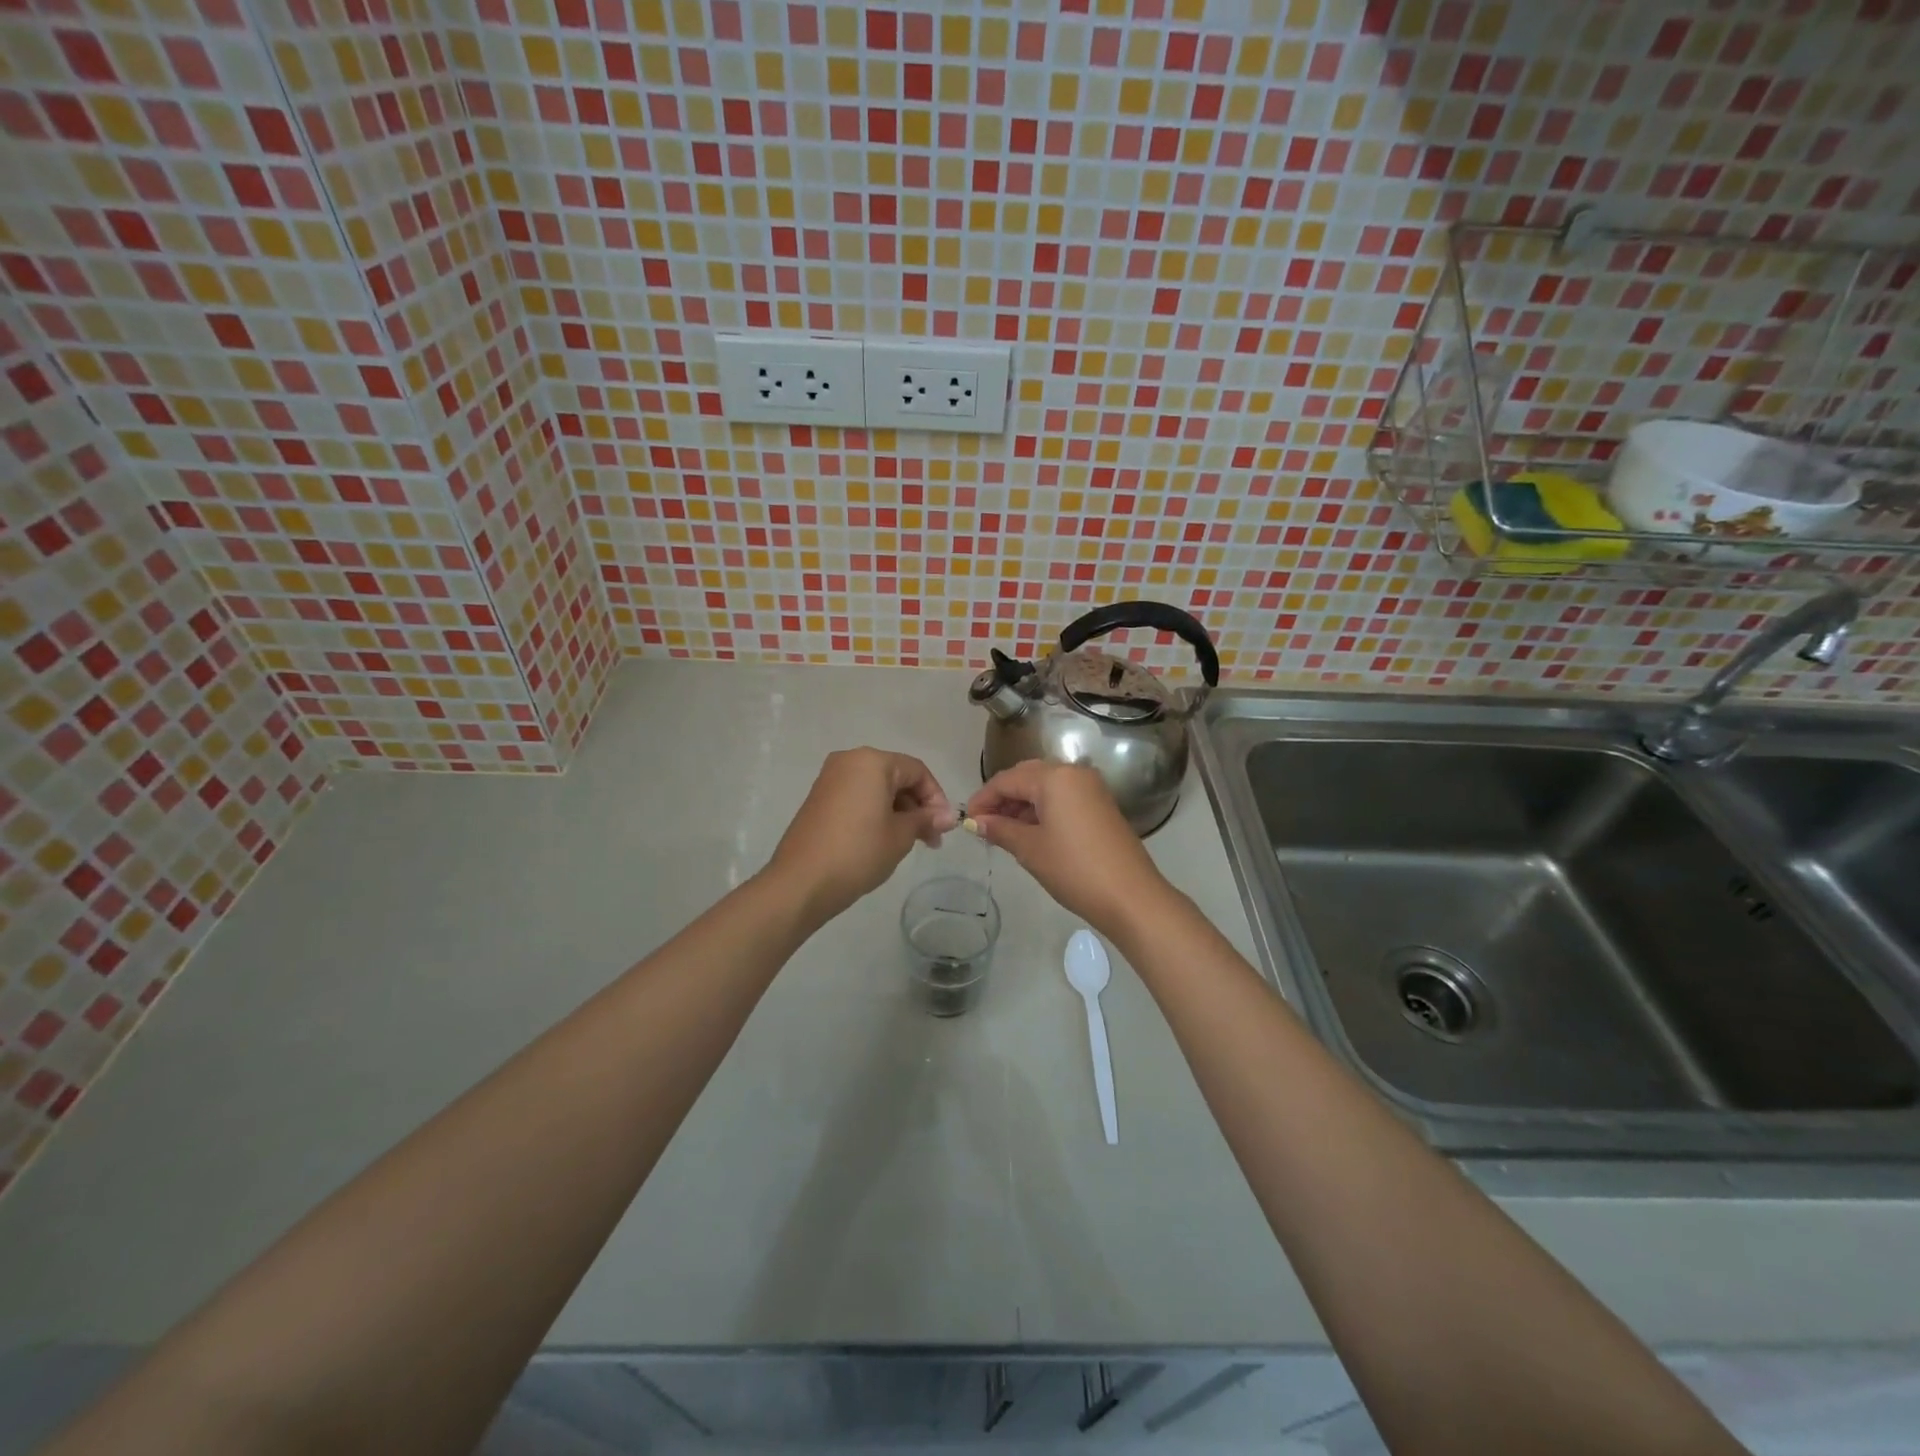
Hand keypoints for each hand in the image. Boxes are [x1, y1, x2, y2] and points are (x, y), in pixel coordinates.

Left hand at [766, 748, 957, 921]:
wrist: (802, 882)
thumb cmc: (859, 852)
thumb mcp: (901, 835)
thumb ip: (926, 819)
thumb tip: (947, 817)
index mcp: (872, 761)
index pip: (917, 771)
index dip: (936, 798)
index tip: (944, 827)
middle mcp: (849, 761)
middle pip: (896, 776)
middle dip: (918, 806)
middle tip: (931, 839)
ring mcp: (830, 779)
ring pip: (877, 788)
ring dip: (898, 811)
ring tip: (911, 843)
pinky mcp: (819, 798)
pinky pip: (857, 797)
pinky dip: (876, 812)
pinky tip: (884, 839)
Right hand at [966, 761, 1174, 935]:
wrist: (1130, 896)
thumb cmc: (1074, 869)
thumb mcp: (1030, 849)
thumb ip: (999, 829)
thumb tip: (975, 822)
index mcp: (1055, 777)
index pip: (1007, 779)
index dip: (983, 798)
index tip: (966, 820)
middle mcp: (1074, 773)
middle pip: (1027, 777)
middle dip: (1002, 798)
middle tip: (982, 824)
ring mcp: (1091, 788)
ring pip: (1046, 787)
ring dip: (1021, 804)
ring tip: (1002, 832)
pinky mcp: (1101, 805)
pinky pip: (1063, 798)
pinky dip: (1042, 810)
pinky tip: (1029, 832)